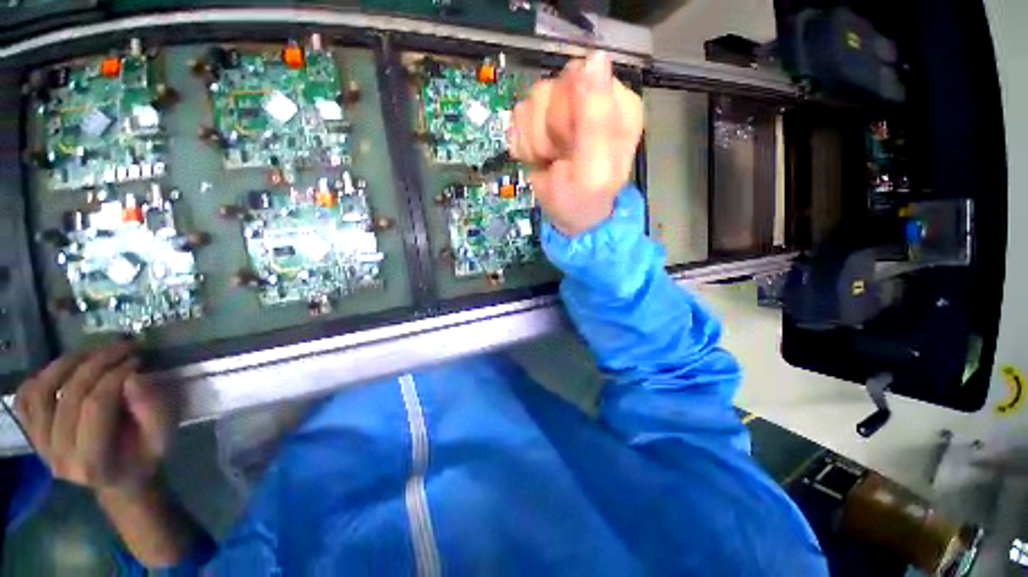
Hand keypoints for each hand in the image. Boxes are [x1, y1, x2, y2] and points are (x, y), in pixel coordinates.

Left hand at [14, 342, 173, 496]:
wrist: (119, 480)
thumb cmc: (145, 457)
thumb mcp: (162, 437)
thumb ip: (152, 411)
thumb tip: (134, 378)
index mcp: (93, 463)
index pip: (96, 405)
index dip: (116, 375)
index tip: (137, 358)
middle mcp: (58, 456)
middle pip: (69, 395)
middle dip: (97, 363)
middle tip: (121, 346)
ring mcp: (40, 446)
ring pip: (41, 392)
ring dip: (66, 364)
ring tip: (92, 352)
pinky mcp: (32, 436)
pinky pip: (25, 400)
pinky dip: (40, 378)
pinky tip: (63, 370)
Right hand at [510, 52, 643, 235]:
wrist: (568, 218)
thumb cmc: (584, 198)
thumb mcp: (594, 167)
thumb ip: (596, 118)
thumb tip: (596, 56)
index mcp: (617, 104)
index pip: (579, 77)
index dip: (565, 113)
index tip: (568, 143)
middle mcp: (592, 98)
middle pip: (552, 87)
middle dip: (547, 130)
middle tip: (559, 155)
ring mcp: (565, 108)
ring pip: (532, 101)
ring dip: (534, 140)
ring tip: (550, 159)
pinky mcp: (543, 120)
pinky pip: (520, 115)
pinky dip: (524, 143)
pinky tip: (538, 158)